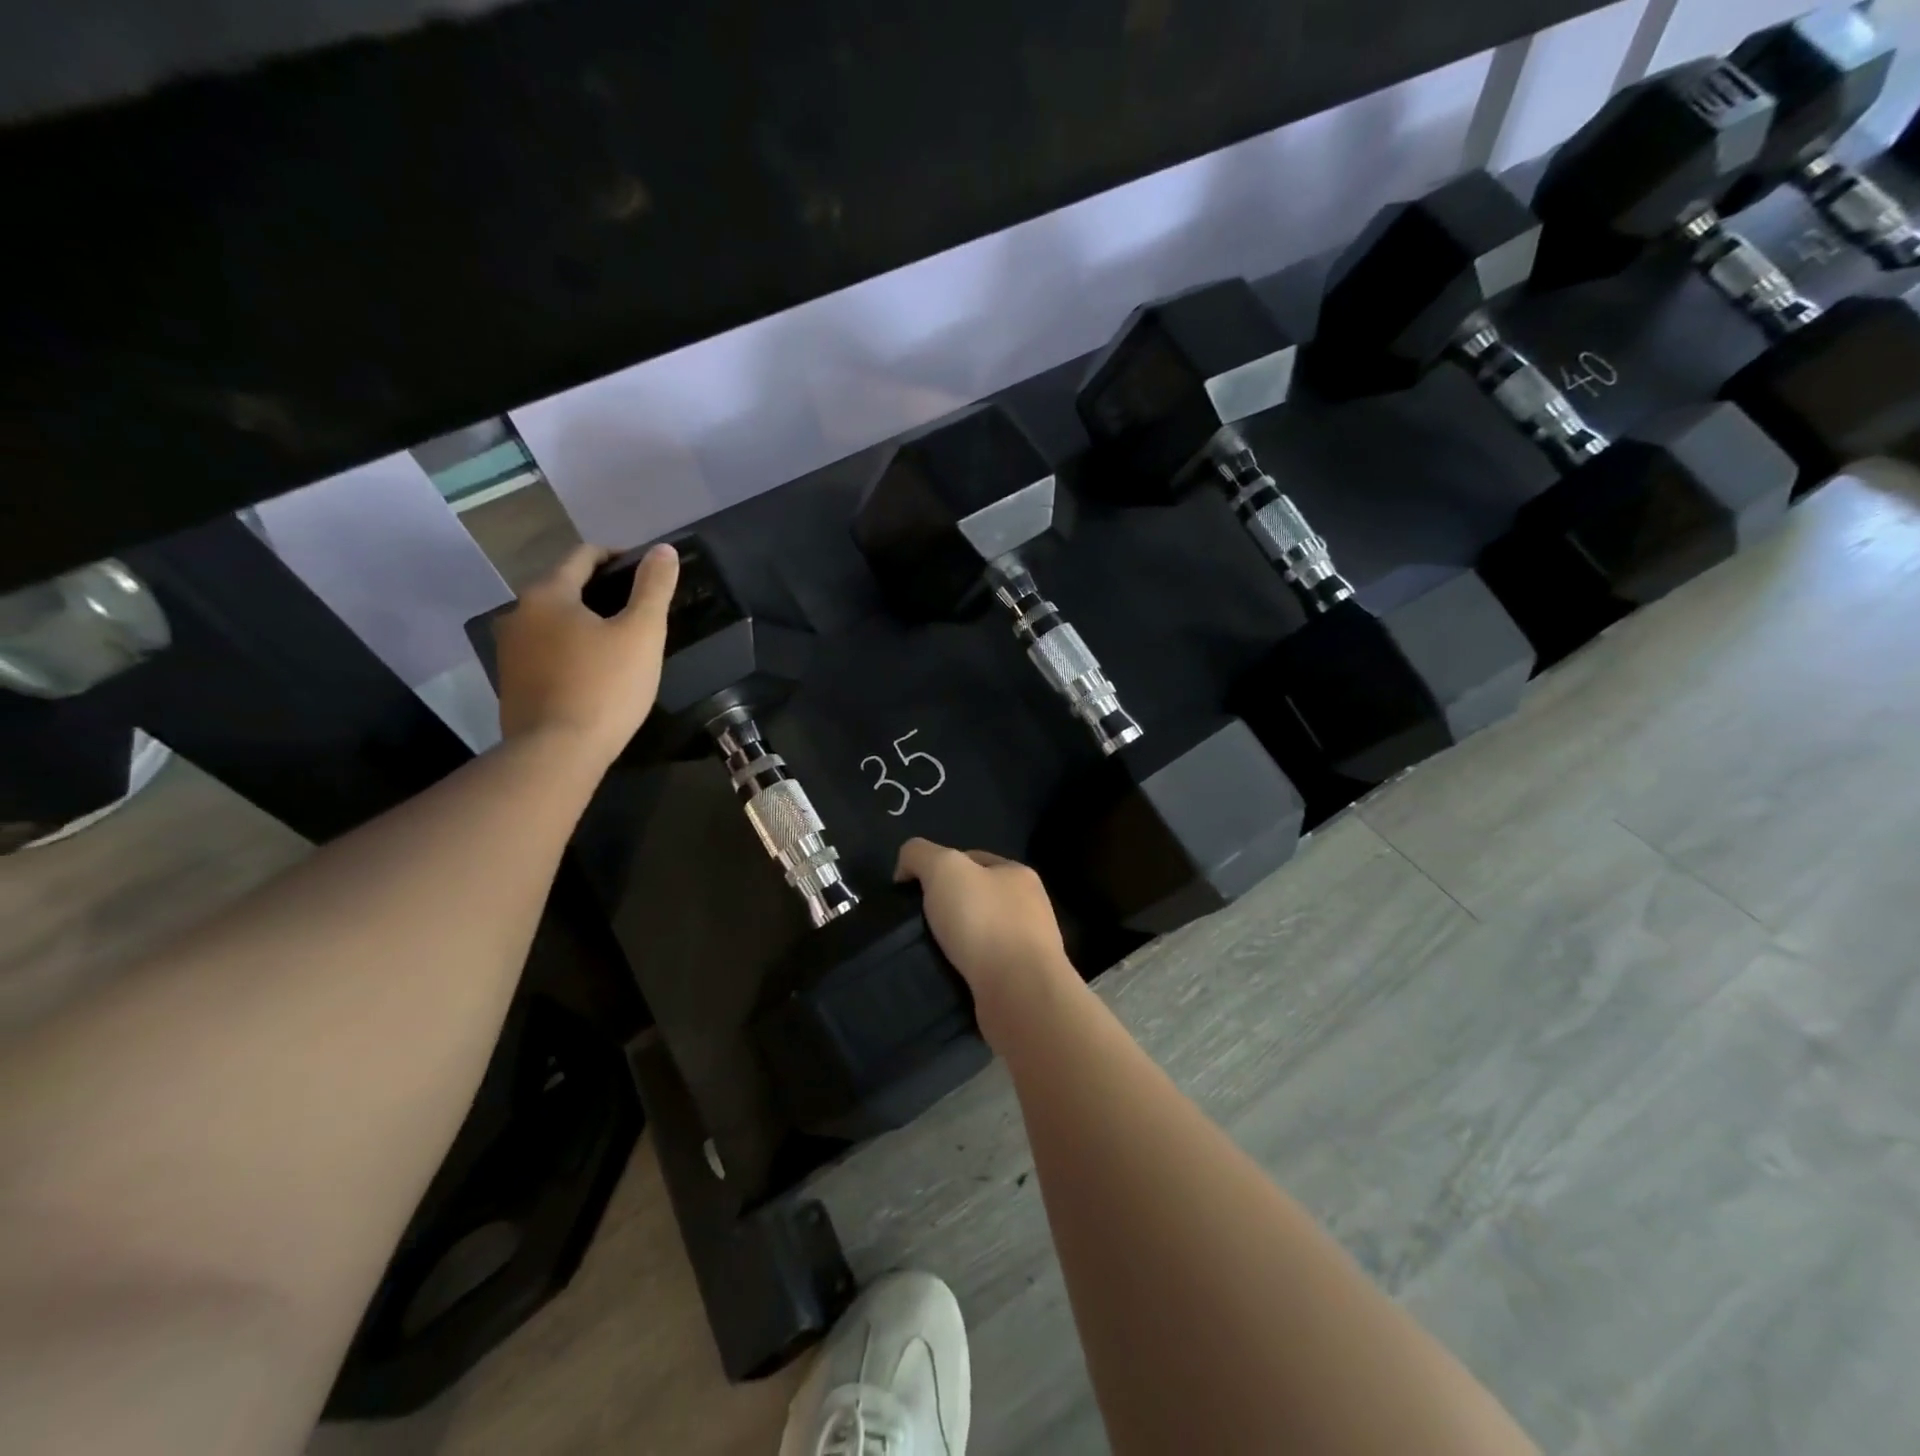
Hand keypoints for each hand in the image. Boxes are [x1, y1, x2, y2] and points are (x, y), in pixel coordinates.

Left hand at [494, 542, 679, 768]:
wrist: (557, 752)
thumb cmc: (605, 686)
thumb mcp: (642, 633)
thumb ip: (654, 588)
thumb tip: (663, 550)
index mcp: (548, 594)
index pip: (583, 556)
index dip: (618, 557)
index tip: (647, 573)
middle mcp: (518, 613)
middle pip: (565, 588)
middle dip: (602, 592)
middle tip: (639, 612)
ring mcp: (509, 650)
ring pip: (554, 622)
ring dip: (584, 623)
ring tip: (619, 643)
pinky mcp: (511, 682)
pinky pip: (546, 652)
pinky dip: (570, 650)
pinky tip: (594, 672)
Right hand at [895, 838, 1078, 1040]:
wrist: (1019, 993)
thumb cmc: (984, 921)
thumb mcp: (944, 868)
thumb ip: (920, 854)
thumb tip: (905, 869)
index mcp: (1018, 874)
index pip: (973, 860)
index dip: (940, 868)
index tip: (913, 890)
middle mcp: (1029, 908)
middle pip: (977, 899)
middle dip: (947, 909)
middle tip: (916, 924)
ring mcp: (1029, 949)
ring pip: (979, 937)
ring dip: (954, 944)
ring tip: (925, 954)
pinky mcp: (1020, 984)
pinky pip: (983, 970)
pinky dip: (963, 972)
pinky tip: (945, 977)